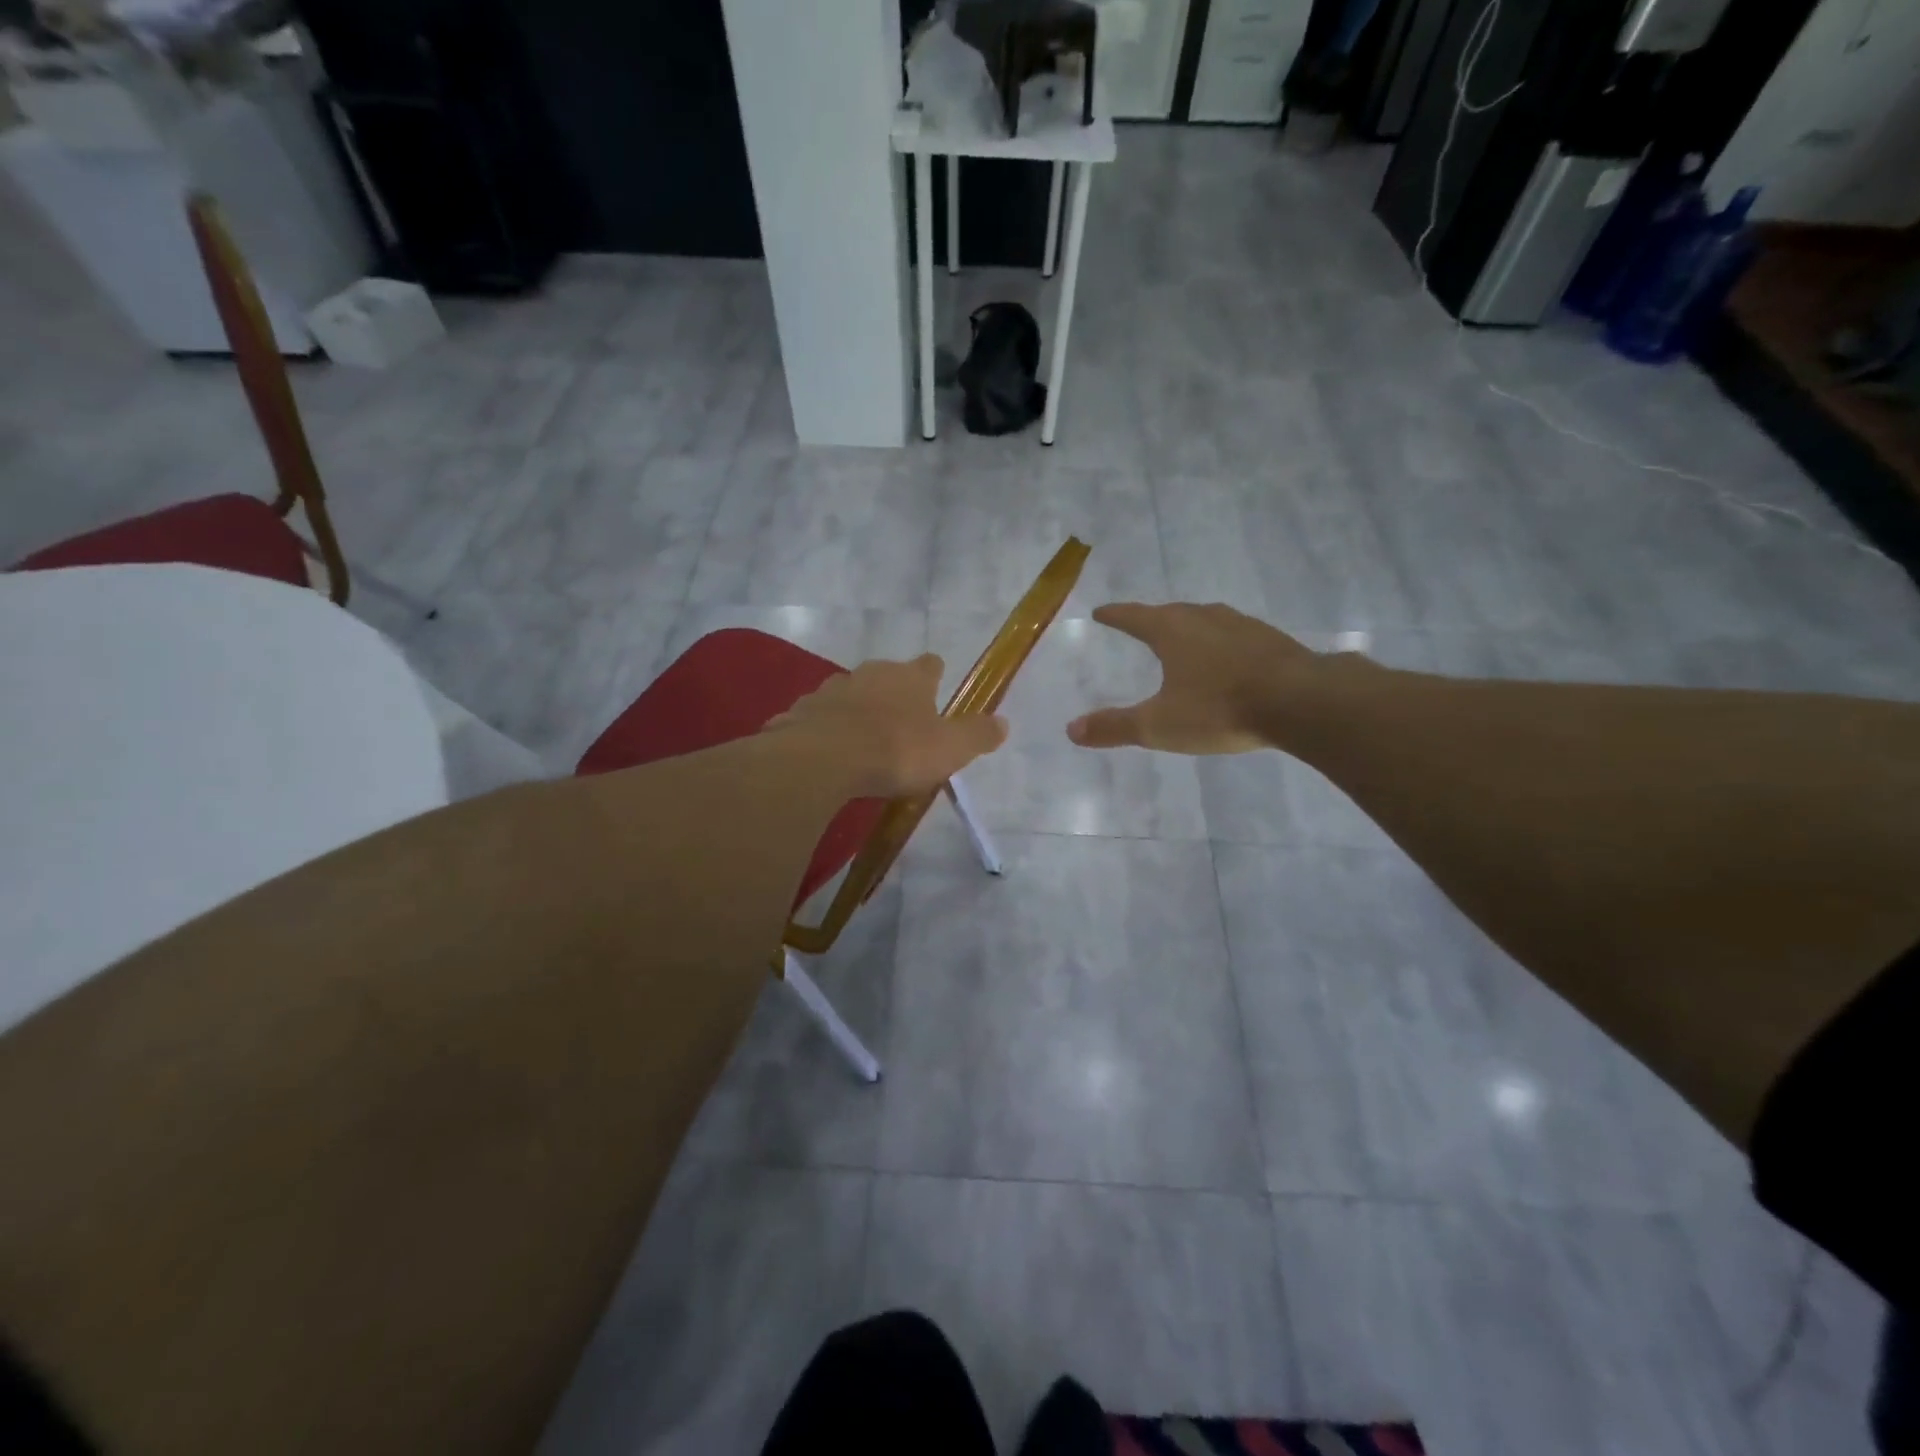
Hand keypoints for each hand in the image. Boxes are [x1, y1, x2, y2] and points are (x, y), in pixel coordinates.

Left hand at [769, 654, 1007, 796]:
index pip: (929, 665)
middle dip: (893, 694)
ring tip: (863, 739)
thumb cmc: (896, 750)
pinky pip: (819, 717)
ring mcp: (831, 690)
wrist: (823, 760)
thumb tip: (1004, 723)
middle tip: (901, 722)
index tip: (936, 684)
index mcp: (910, 677)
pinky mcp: (801, 712)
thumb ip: (977, 735)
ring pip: (850, 694)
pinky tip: (829, 751)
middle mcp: (870, 673)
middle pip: (886, 676)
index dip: (934, 675)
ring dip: (857, 710)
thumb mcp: (950, 748)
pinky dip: (826, 729)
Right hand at [1066, 602, 1329, 754]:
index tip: (1100, 612)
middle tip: (1141, 624)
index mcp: (1172, 631)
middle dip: (1153, 618)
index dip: (1114, 615)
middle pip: (1171, 612)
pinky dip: (1222, 642)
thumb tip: (1071, 729)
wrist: (1300, 702)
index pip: (1133, 617)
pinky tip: (1230, 658)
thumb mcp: (1159, 725)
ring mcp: (1243, 625)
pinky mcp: (1272, 640)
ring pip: (1207, 619)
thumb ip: (1115, 727)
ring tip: (1184, 638)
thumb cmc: (1219, 709)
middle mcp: (1205, 618)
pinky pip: (1236, 634)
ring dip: (1191, 626)